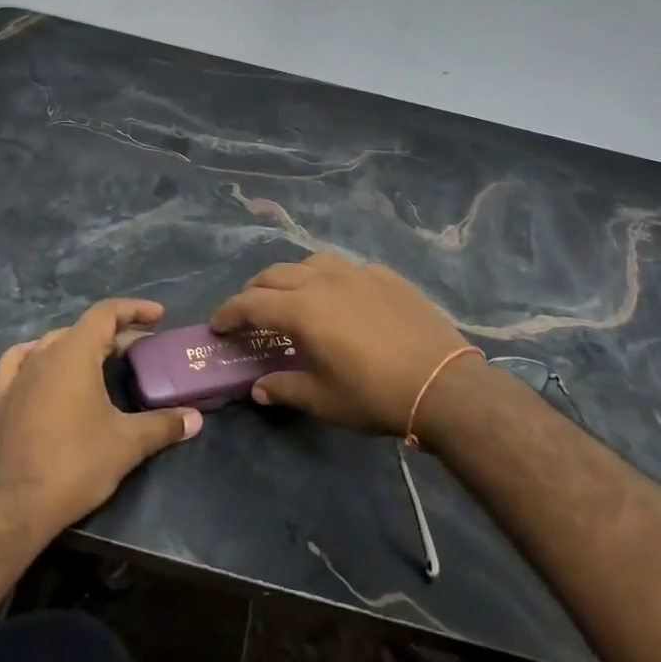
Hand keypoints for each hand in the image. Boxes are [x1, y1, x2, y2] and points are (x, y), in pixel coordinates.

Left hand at [0, 299, 201, 532]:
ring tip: (104, 359)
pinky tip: (45, 365)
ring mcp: (18, 376)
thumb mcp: (127, 444)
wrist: (15, 505)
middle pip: (83, 329)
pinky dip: (38, 355)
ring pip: (54, 343)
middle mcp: (43, 355)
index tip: (159, 316)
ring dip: (82, 345)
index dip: (134, 309)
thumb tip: (196, 419)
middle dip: (116, 333)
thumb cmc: (75, 464)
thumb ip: (164, 425)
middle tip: (143, 351)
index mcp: (74, 353)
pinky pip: (19, 362)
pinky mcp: (2, 399)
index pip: (105, 313)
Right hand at [210, 255, 475, 437]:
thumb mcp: (324, 400)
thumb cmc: (375, 395)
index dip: (228, 313)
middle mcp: (323, 281)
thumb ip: (285, 388)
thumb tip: (258, 388)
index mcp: (302, 310)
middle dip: (254, 291)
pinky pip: (346, 268)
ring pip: (310, 262)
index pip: (251, 304)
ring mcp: (357, 273)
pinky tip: (340, 298)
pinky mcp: (385, 276)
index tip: (217, 325)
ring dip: (291, 277)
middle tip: (248, 312)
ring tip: (292, 297)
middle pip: (275, 275)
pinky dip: (329, 278)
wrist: (443, 383)